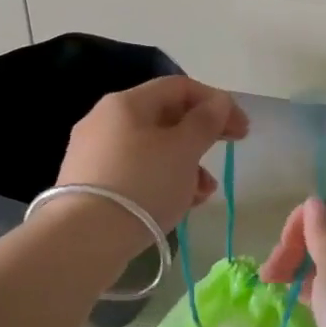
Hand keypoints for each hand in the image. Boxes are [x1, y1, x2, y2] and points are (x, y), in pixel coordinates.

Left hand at [54, 76, 249, 231]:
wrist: (83, 239)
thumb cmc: (141, 184)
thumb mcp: (183, 151)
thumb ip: (206, 122)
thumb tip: (219, 102)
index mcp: (127, 102)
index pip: (179, 87)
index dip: (216, 102)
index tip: (242, 129)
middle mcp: (105, 119)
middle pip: (164, 117)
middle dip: (201, 135)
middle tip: (229, 150)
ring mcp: (94, 152)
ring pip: (151, 148)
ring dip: (185, 164)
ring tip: (204, 192)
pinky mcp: (90, 184)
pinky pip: (135, 172)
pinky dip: (161, 181)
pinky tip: (179, 204)